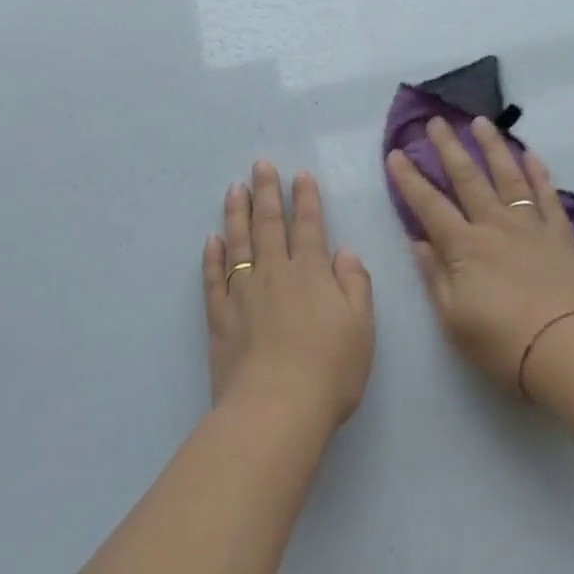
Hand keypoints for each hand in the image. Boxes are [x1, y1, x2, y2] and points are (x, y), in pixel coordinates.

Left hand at [203, 163, 374, 434]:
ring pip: (238, 244)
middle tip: (260, 165)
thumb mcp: (362, 326)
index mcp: (312, 274)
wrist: (276, 409)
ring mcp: (243, 294)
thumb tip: (344, 252)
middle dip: (267, 192)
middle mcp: (275, 274)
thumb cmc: (330, 369)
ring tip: (234, 189)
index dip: (306, 199)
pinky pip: (213, 279)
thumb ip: (355, 284)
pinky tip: (211, 240)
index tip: (300, 174)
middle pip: (270, 225)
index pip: (309, 226)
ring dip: (237, 214)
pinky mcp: (220, 318)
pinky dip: (212, 257)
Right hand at [387, 118, 573, 396]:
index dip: (409, 179)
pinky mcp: (560, 234)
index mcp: (464, 247)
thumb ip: (435, 276)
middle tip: (436, 121)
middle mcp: (494, 226)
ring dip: (492, 147)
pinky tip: (530, 154)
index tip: (395, 153)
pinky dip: (538, 173)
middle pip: (467, 179)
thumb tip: (420, 241)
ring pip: (508, 176)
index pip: (429, 205)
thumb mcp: (453, 318)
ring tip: (481, 122)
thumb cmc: (501, 343)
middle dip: (448, 148)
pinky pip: (547, 195)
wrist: (564, 350)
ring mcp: (530, 226)